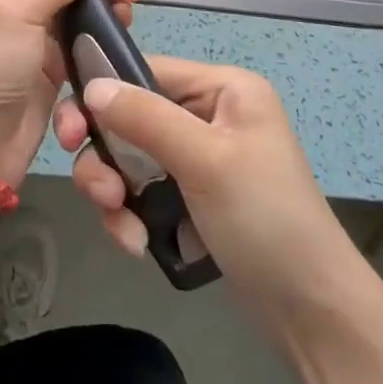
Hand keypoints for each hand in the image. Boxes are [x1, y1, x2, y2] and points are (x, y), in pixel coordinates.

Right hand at [53, 56, 358, 333]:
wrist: (312, 312)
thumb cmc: (265, 219)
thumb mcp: (205, 160)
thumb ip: (145, 117)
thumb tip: (91, 85)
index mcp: (222, 89)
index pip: (145, 71)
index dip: (103, 95)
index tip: (70, 132)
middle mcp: (208, 114)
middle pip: (130, 117)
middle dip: (106, 155)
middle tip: (97, 190)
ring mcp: (197, 158)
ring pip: (128, 157)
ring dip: (115, 191)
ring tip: (122, 226)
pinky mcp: (189, 197)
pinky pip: (140, 191)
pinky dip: (130, 215)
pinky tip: (136, 243)